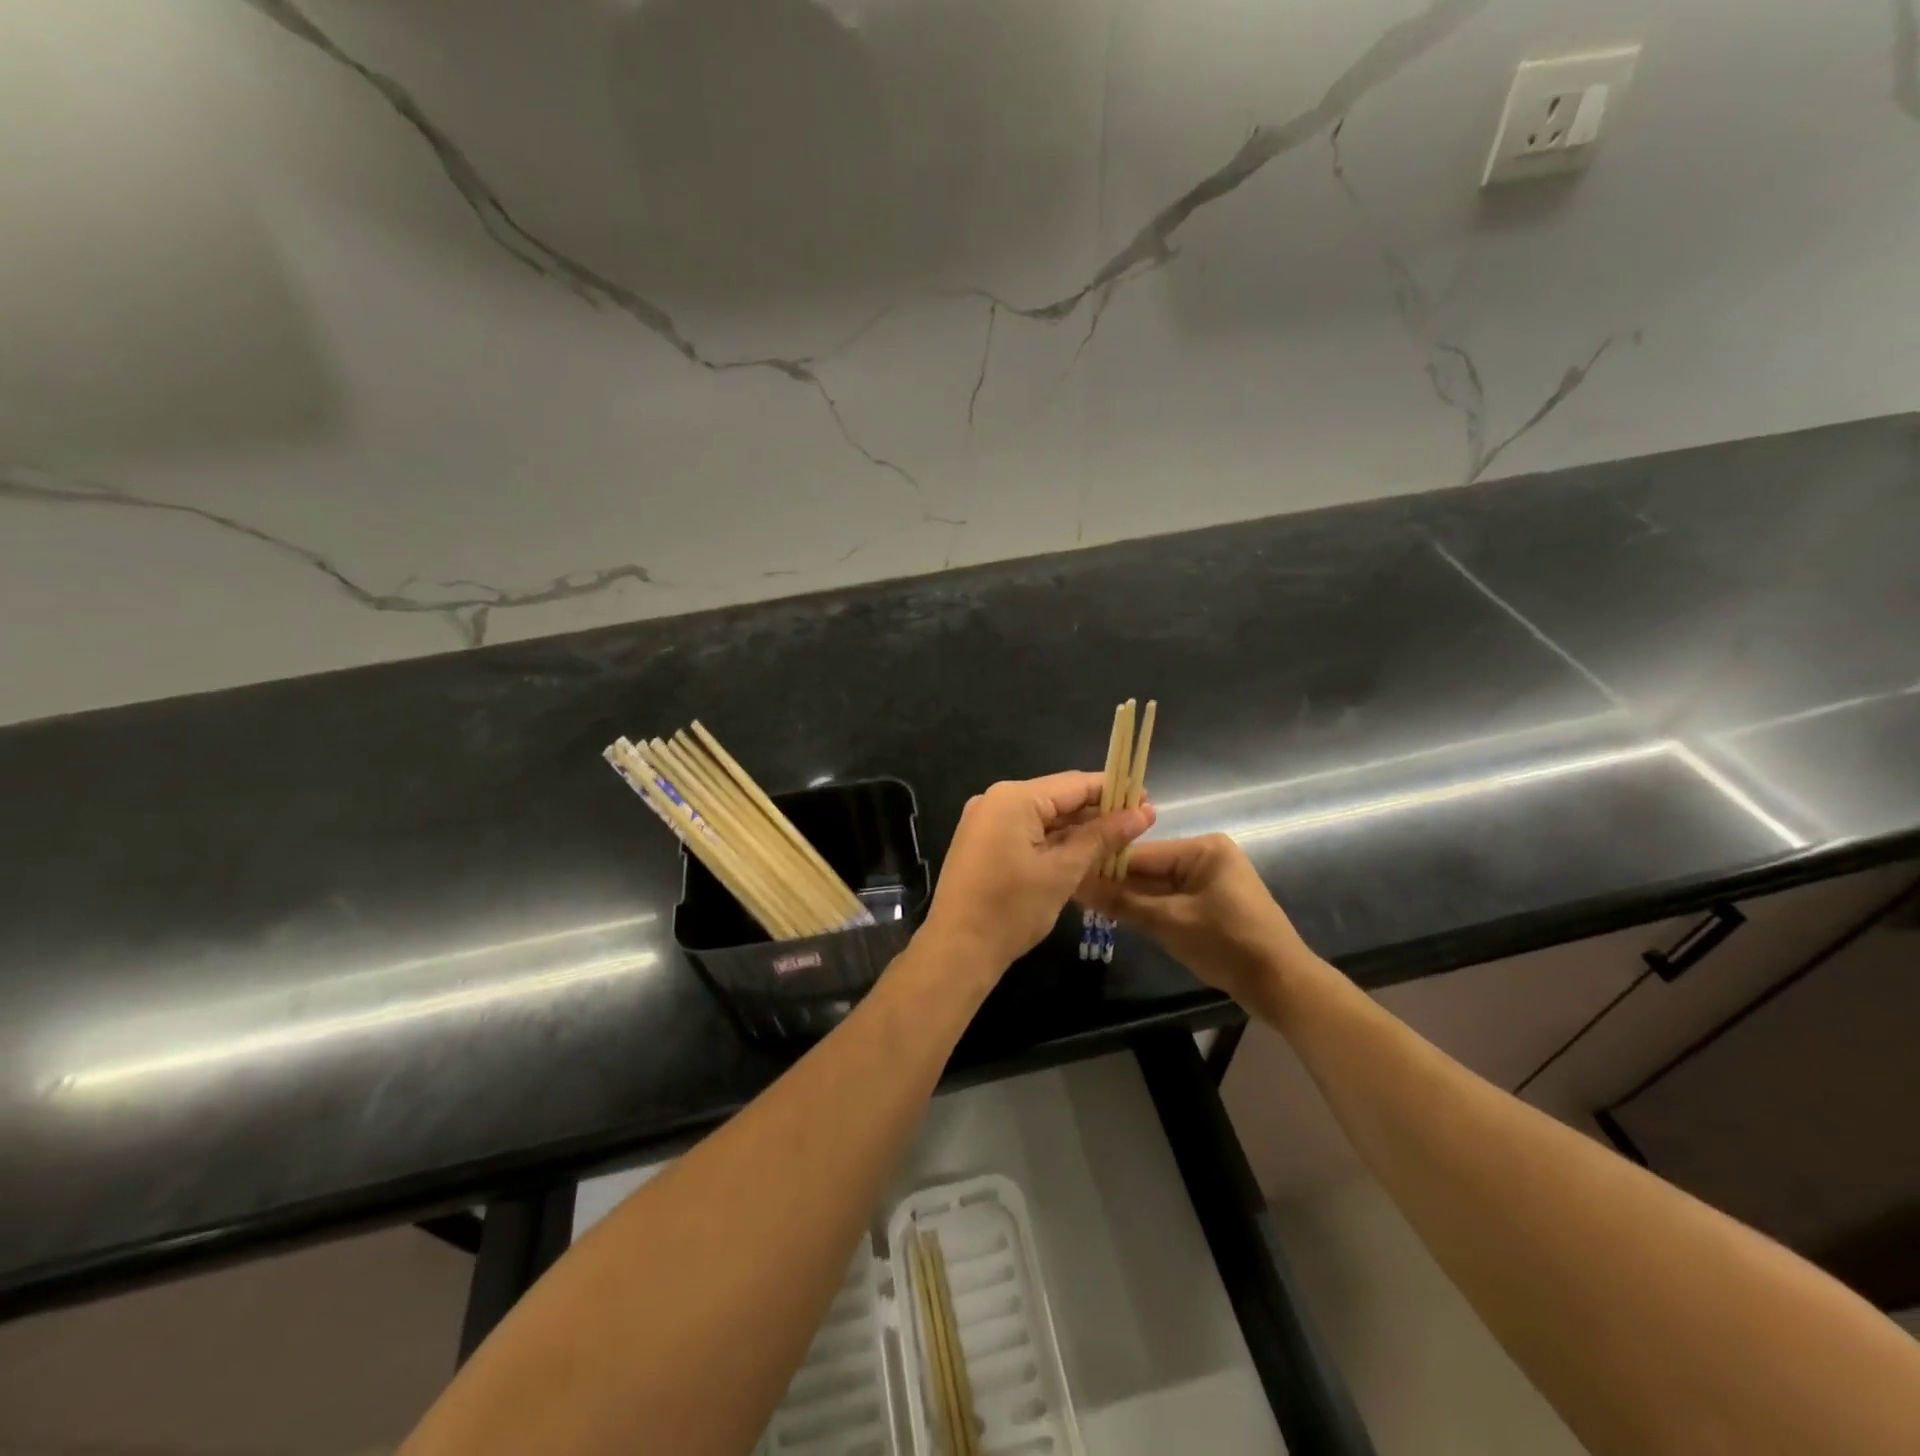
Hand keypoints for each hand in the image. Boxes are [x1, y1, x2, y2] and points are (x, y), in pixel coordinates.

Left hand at [923, 772, 1154, 973]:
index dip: (1113, 791)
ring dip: (1077, 828)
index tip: (1146, 800)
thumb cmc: (1012, 909)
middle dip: (1097, 811)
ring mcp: (985, 820)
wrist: (957, 949)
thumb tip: (1142, 813)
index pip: (1074, 784)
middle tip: (1139, 824)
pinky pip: (1025, 830)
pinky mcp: (982, 842)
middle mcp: (996, 799)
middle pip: (1057, 797)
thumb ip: (1102, 837)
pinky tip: (1082, 851)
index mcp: (1014, 798)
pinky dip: (1053, 840)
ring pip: (1042, 816)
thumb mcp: (1063, 871)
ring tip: (1118, 840)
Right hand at [1076, 833, 1314, 1011]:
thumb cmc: (1228, 944)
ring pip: (1157, 888)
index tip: (1069, 876)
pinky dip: (1149, 911)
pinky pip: (1170, 901)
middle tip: (1075, 895)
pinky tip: (1119, 917)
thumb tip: (1076, 885)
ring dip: (1130, 900)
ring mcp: (1209, 882)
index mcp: (1203, 849)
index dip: (1105, 867)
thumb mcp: (1170, 922)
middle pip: (1149, 869)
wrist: (1283, 987)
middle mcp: (1206, 857)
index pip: (1142, 854)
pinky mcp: (1210, 906)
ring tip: (1088, 906)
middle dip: (1116, 885)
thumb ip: (1122, 902)